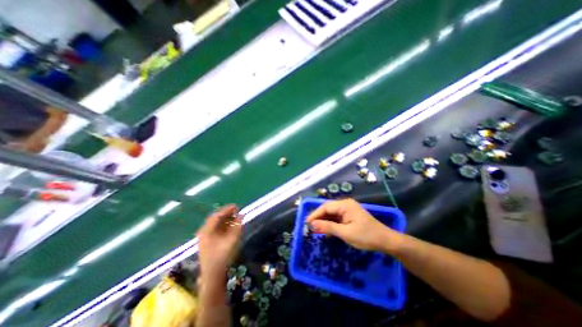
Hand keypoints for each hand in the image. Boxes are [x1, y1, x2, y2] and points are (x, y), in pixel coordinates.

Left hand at [196, 205, 239, 278]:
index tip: (236, 206)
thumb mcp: (232, 239)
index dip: (227, 210)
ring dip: (225, 219)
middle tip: (236, 211)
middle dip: (226, 214)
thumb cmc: (222, 256)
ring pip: (215, 224)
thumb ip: (237, 225)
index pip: (217, 215)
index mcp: (207, 231)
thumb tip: (241, 215)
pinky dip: (223, 225)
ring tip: (235, 217)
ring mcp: (204, 237)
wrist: (213, 275)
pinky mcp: (207, 242)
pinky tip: (230, 225)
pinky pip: (215, 229)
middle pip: (215, 219)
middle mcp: (204, 232)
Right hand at [307, 197, 402, 252]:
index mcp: (345, 205)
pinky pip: (337, 217)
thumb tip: (312, 225)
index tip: (306, 223)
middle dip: (318, 217)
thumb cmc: (366, 236)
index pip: (325, 207)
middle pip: (328, 209)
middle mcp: (345, 204)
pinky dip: (330, 223)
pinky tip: (326, 229)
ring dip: (324, 220)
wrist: (386, 241)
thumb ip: (328, 227)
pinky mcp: (350, 215)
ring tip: (315, 229)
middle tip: (309, 227)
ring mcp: (348, 209)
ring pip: (331, 213)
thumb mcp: (346, 233)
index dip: (315, 214)